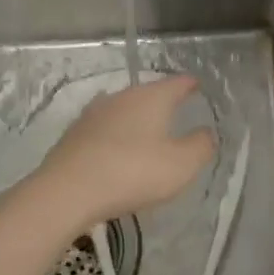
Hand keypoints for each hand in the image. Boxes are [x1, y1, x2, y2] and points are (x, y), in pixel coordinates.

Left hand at [35, 75, 216, 227]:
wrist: (67, 191)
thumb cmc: (132, 173)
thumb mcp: (181, 165)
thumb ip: (200, 146)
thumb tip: (206, 133)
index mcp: (151, 97)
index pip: (177, 83)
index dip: (190, 85)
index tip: (197, 86)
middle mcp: (122, 96)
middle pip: (148, 93)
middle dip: (162, 102)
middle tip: (176, 113)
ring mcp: (94, 113)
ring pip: (124, 110)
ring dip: (136, 120)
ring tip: (146, 134)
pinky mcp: (74, 134)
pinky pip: (104, 129)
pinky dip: (115, 136)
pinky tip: (116, 151)